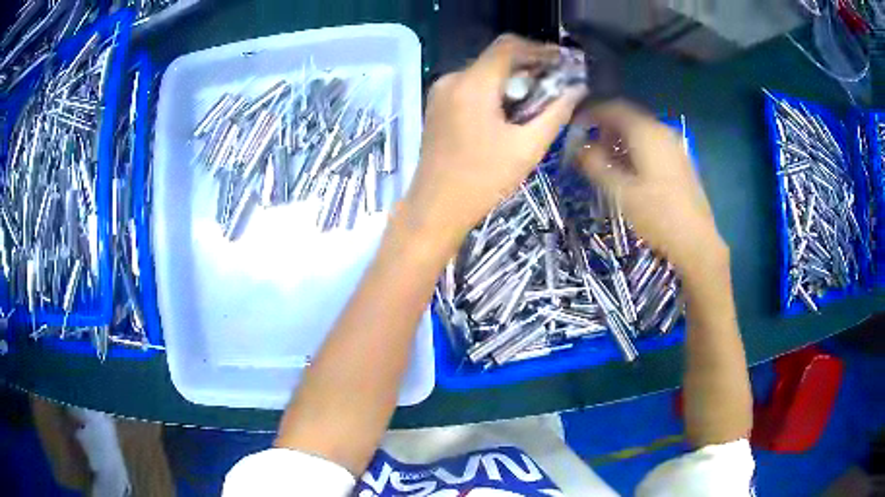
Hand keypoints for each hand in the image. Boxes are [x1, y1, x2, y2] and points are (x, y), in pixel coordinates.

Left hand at [400, 34, 585, 249]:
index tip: (562, 62)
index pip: (508, 46)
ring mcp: (440, 91)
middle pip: (496, 57)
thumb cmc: (483, 181)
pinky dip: (494, 90)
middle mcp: (452, 79)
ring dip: (512, 79)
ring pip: (484, 71)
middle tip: (555, 83)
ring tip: (537, 98)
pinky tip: (510, 110)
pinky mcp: (437, 105)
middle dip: (528, 65)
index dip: (539, 49)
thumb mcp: (528, 148)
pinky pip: (471, 85)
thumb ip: (556, 113)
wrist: (435, 208)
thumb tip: (577, 89)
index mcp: (472, 84)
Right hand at [578, 100, 725, 272]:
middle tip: (588, 145)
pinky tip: (630, 170)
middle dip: (605, 127)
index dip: (591, 114)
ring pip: (641, 131)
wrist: (696, 242)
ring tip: (606, 159)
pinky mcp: (681, 161)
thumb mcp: (621, 192)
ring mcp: (675, 146)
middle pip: (628, 117)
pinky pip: (653, 143)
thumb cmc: (657, 215)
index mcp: (647, 133)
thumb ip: (596, 165)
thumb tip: (578, 148)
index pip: (614, 108)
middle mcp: (662, 132)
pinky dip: (636, 148)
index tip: (575, 127)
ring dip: (621, 139)